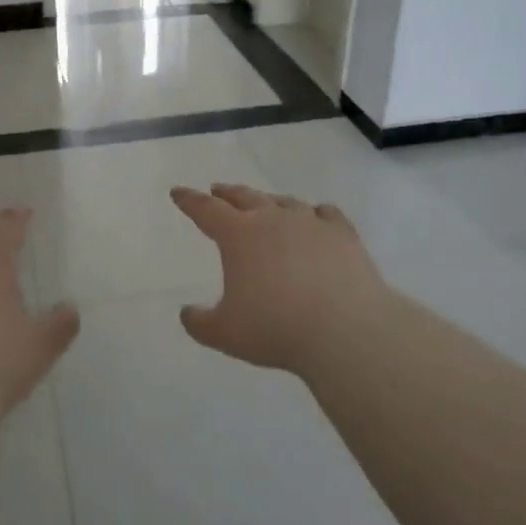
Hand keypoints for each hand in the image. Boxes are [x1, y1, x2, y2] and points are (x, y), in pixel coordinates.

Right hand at [170, 184, 400, 374]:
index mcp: (239, 235)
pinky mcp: (343, 234)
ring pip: (285, 202)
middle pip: (245, 197)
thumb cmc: (277, 329)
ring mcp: (311, 222)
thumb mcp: (225, 334)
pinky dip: (316, 214)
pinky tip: (317, 217)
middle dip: (227, 193)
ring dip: (270, 201)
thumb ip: (200, 323)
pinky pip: (325, 213)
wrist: (346, 330)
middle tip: (217, 190)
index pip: (206, 210)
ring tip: (266, 205)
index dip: (190, 201)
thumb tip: (187, 313)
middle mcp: (273, 219)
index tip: (178, 192)